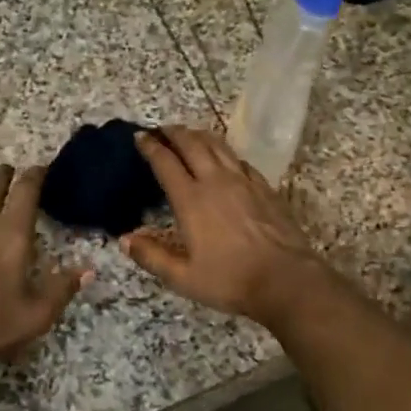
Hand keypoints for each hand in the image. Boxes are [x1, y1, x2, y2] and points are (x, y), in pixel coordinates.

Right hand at [121, 126, 335, 325]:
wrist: (285, 278)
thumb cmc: (230, 280)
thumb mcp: (183, 278)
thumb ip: (152, 256)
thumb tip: (125, 238)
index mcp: (191, 200)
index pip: (165, 163)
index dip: (151, 147)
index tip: (140, 136)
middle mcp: (216, 182)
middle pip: (192, 145)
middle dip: (174, 133)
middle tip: (162, 130)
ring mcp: (244, 181)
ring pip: (218, 146)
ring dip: (200, 136)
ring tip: (190, 134)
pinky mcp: (265, 187)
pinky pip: (240, 160)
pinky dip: (226, 153)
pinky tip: (225, 158)